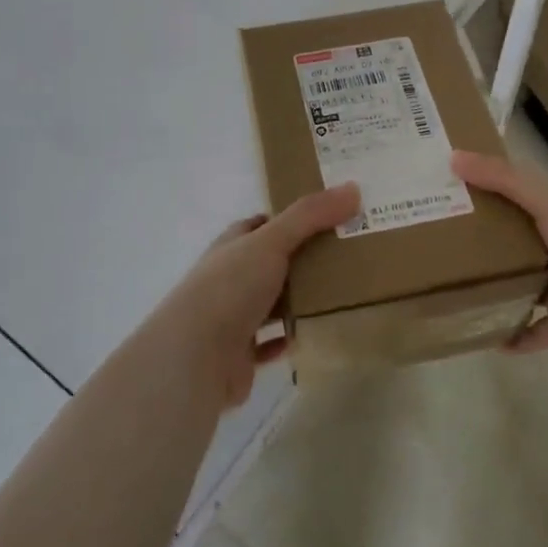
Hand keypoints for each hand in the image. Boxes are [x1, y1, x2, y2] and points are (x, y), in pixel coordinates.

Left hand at [149, 184, 359, 409]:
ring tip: (341, 292)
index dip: (291, 218)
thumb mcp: (272, 242)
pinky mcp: (239, 354)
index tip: (329, 216)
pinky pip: (270, 342)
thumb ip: (310, 216)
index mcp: (232, 246)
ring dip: (297, 299)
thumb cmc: (229, 289)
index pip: (261, 224)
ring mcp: (231, 317)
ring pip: (271, 302)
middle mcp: (229, 278)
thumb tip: (353, 188)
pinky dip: (288, 337)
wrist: (194, 359)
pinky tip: (313, 332)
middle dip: (302, 258)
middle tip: (347, 254)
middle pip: (270, 262)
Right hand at [451, 150, 547, 358]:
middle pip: (519, 244)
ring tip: (454, 289)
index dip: (489, 194)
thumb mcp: (547, 201)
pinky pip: (535, 331)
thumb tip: (453, 157)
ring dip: (498, 289)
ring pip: (525, 287)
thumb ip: (504, 180)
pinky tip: (485, 337)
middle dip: (486, 244)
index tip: (452, 194)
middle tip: (441, 244)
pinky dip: (515, 335)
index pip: (521, 199)